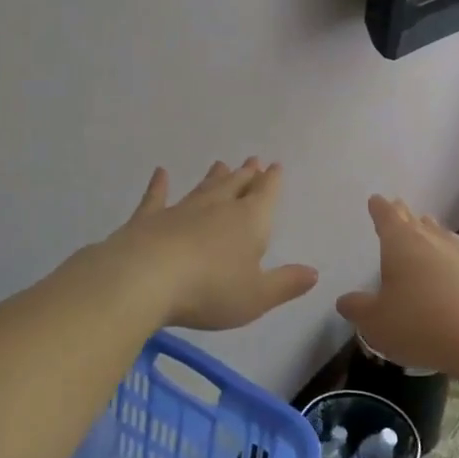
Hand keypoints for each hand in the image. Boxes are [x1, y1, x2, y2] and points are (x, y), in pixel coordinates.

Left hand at [100, 159, 318, 330]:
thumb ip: (285, 284)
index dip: (272, 181)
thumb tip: (313, 272)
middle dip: (246, 174)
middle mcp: (218, 208)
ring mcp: (181, 210)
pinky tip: (160, 173)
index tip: (275, 166)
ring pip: (203, 188)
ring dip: (214, 177)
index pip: (266, 195)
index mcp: (249, 222)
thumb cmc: (210, 290)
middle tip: (252, 160)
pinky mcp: (149, 219)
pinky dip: (159, 185)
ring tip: (221, 163)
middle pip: (236, 185)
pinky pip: (157, 197)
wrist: (145, 278)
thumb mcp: (256, 296)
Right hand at [336, 196, 458, 376]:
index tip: (376, 199)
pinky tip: (455, 268)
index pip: (387, 217)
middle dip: (403, 215)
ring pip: (441, 235)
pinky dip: (453, 258)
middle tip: (397, 207)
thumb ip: (358, 309)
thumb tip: (345, 300)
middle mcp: (432, 240)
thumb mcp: (376, 322)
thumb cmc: (422, 324)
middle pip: (415, 221)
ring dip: (430, 231)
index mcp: (401, 243)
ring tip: (426, 227)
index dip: (379, 208)